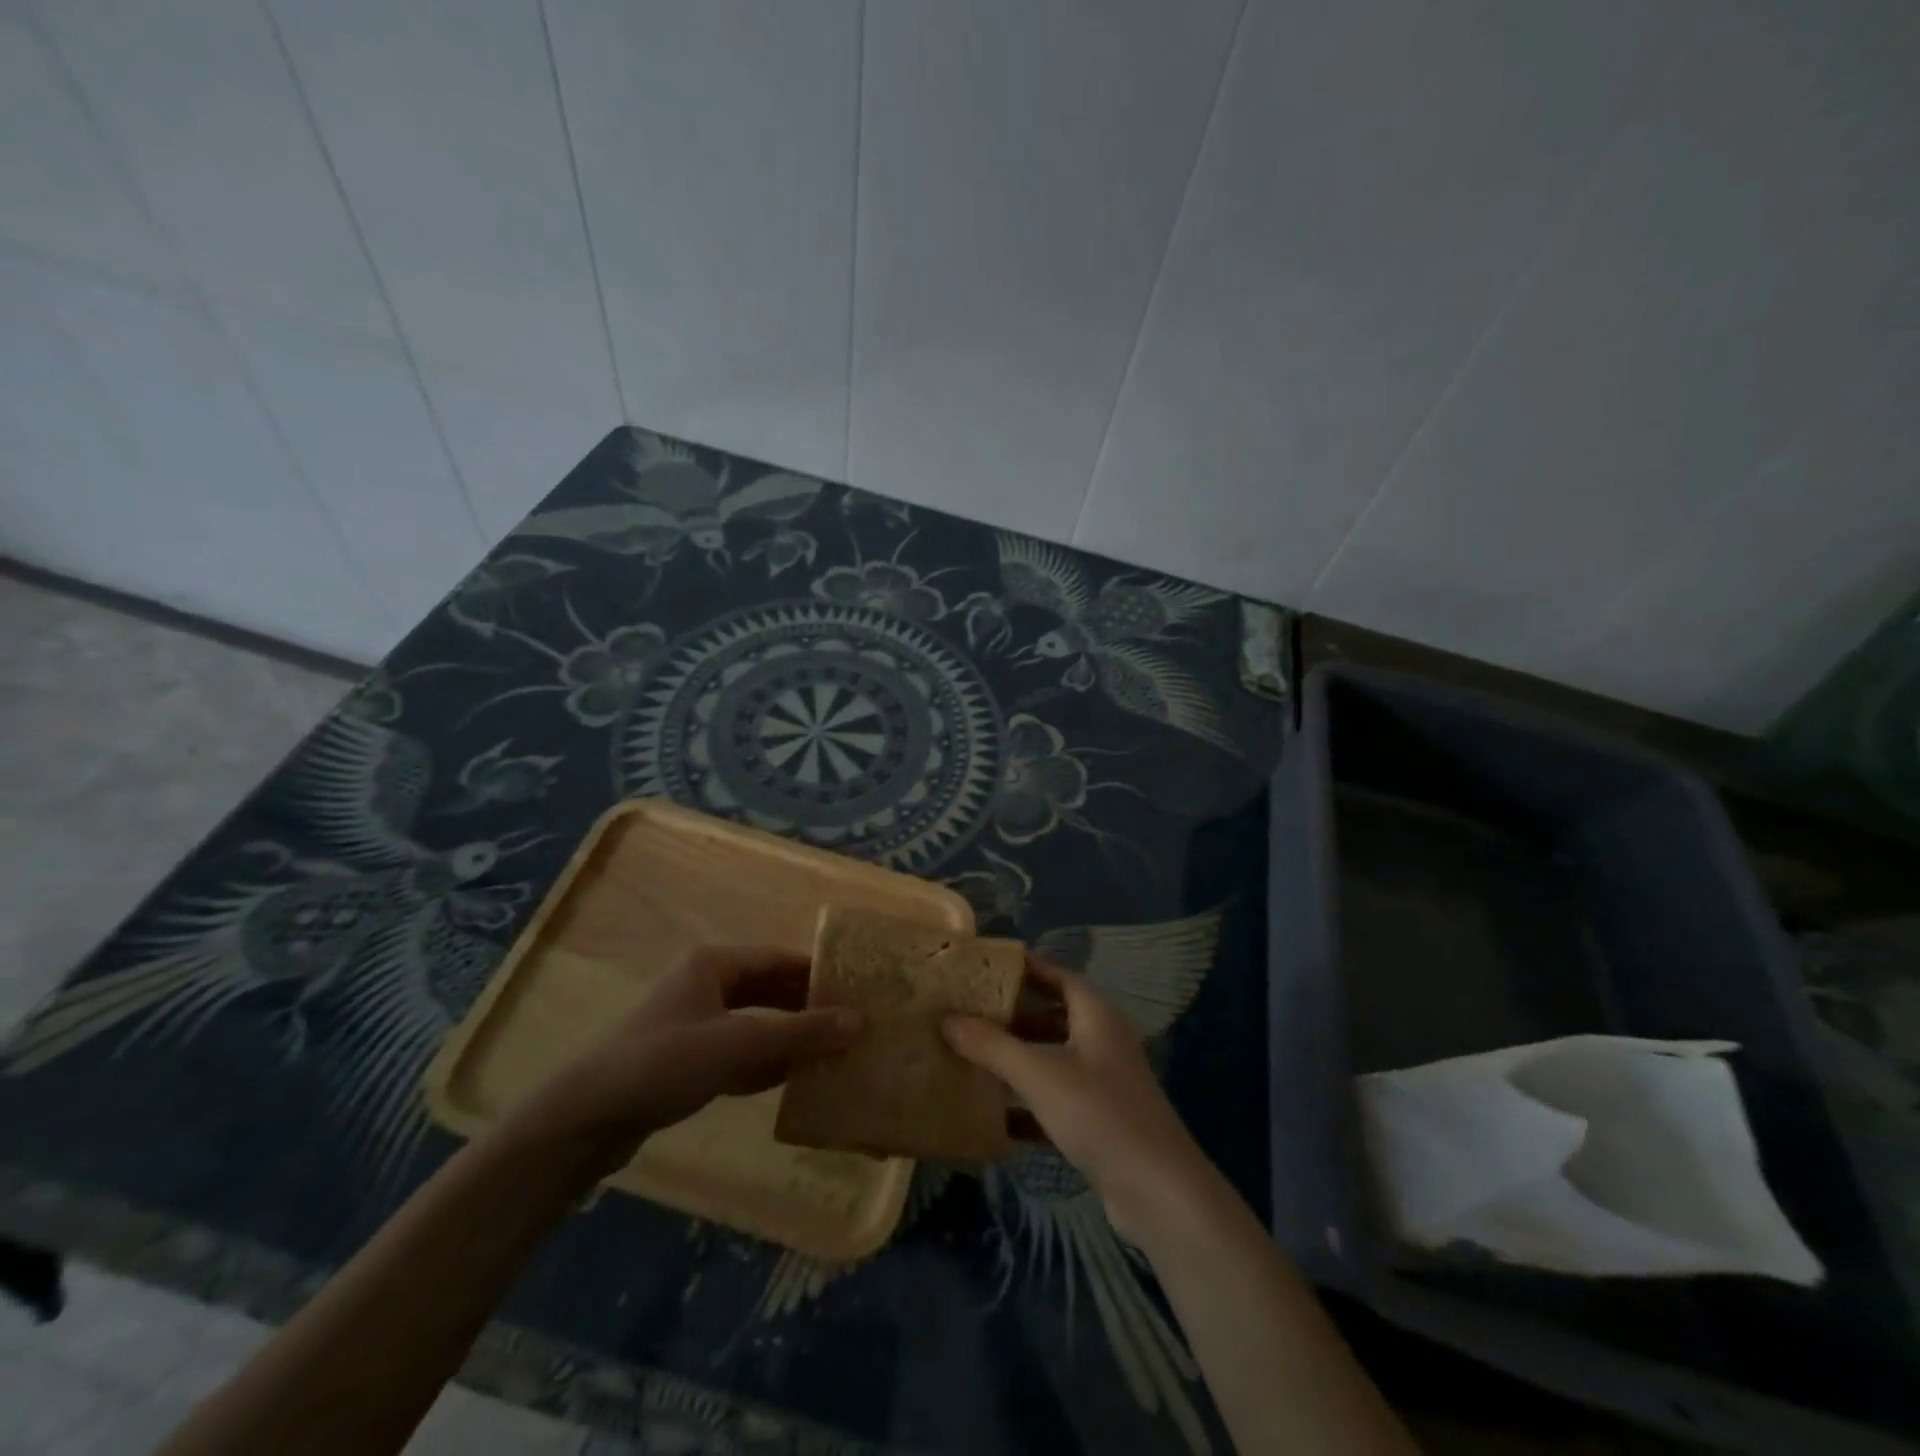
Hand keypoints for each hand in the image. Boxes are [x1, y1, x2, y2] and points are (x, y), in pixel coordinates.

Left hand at [510, 945, 861, 1175]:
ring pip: (755, 1023)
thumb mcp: (739, 1044)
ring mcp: (694, 1024)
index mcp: (714, 964)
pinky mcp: (686, 1061)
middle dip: (806, 1008)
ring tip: (832, 1053)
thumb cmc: (665, 1063)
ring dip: (788, 1038)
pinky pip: (738, 1054)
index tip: (857, 992)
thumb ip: (800, 1033)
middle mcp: (705, 985)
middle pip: (769, 990)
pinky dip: (764, 1063)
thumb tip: (859, 1021)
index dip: (818, 974)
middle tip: (850, 1025)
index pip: (780, 959)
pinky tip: (792, 1080)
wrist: (586, 1120)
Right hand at [944, 960, 1208, 1239]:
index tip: (986, 970)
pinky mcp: (1101, 1122)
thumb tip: (947, 1019)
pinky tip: (994, 1118)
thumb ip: (992, 1046)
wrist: (1158, 1192)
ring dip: (1018, 1061)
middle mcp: (1103, 1041)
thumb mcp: (1039, 1074)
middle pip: (1053, 1016)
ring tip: (972, 1059)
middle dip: (1013, 1017)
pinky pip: (1056, 1101)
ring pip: (1053, 1060)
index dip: (1025, 969)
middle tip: (970, 1016)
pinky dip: (1028, 1105)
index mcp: (1096, 1016)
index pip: (1058, 976)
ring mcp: (1104, 1083)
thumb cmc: (1099, 1113)